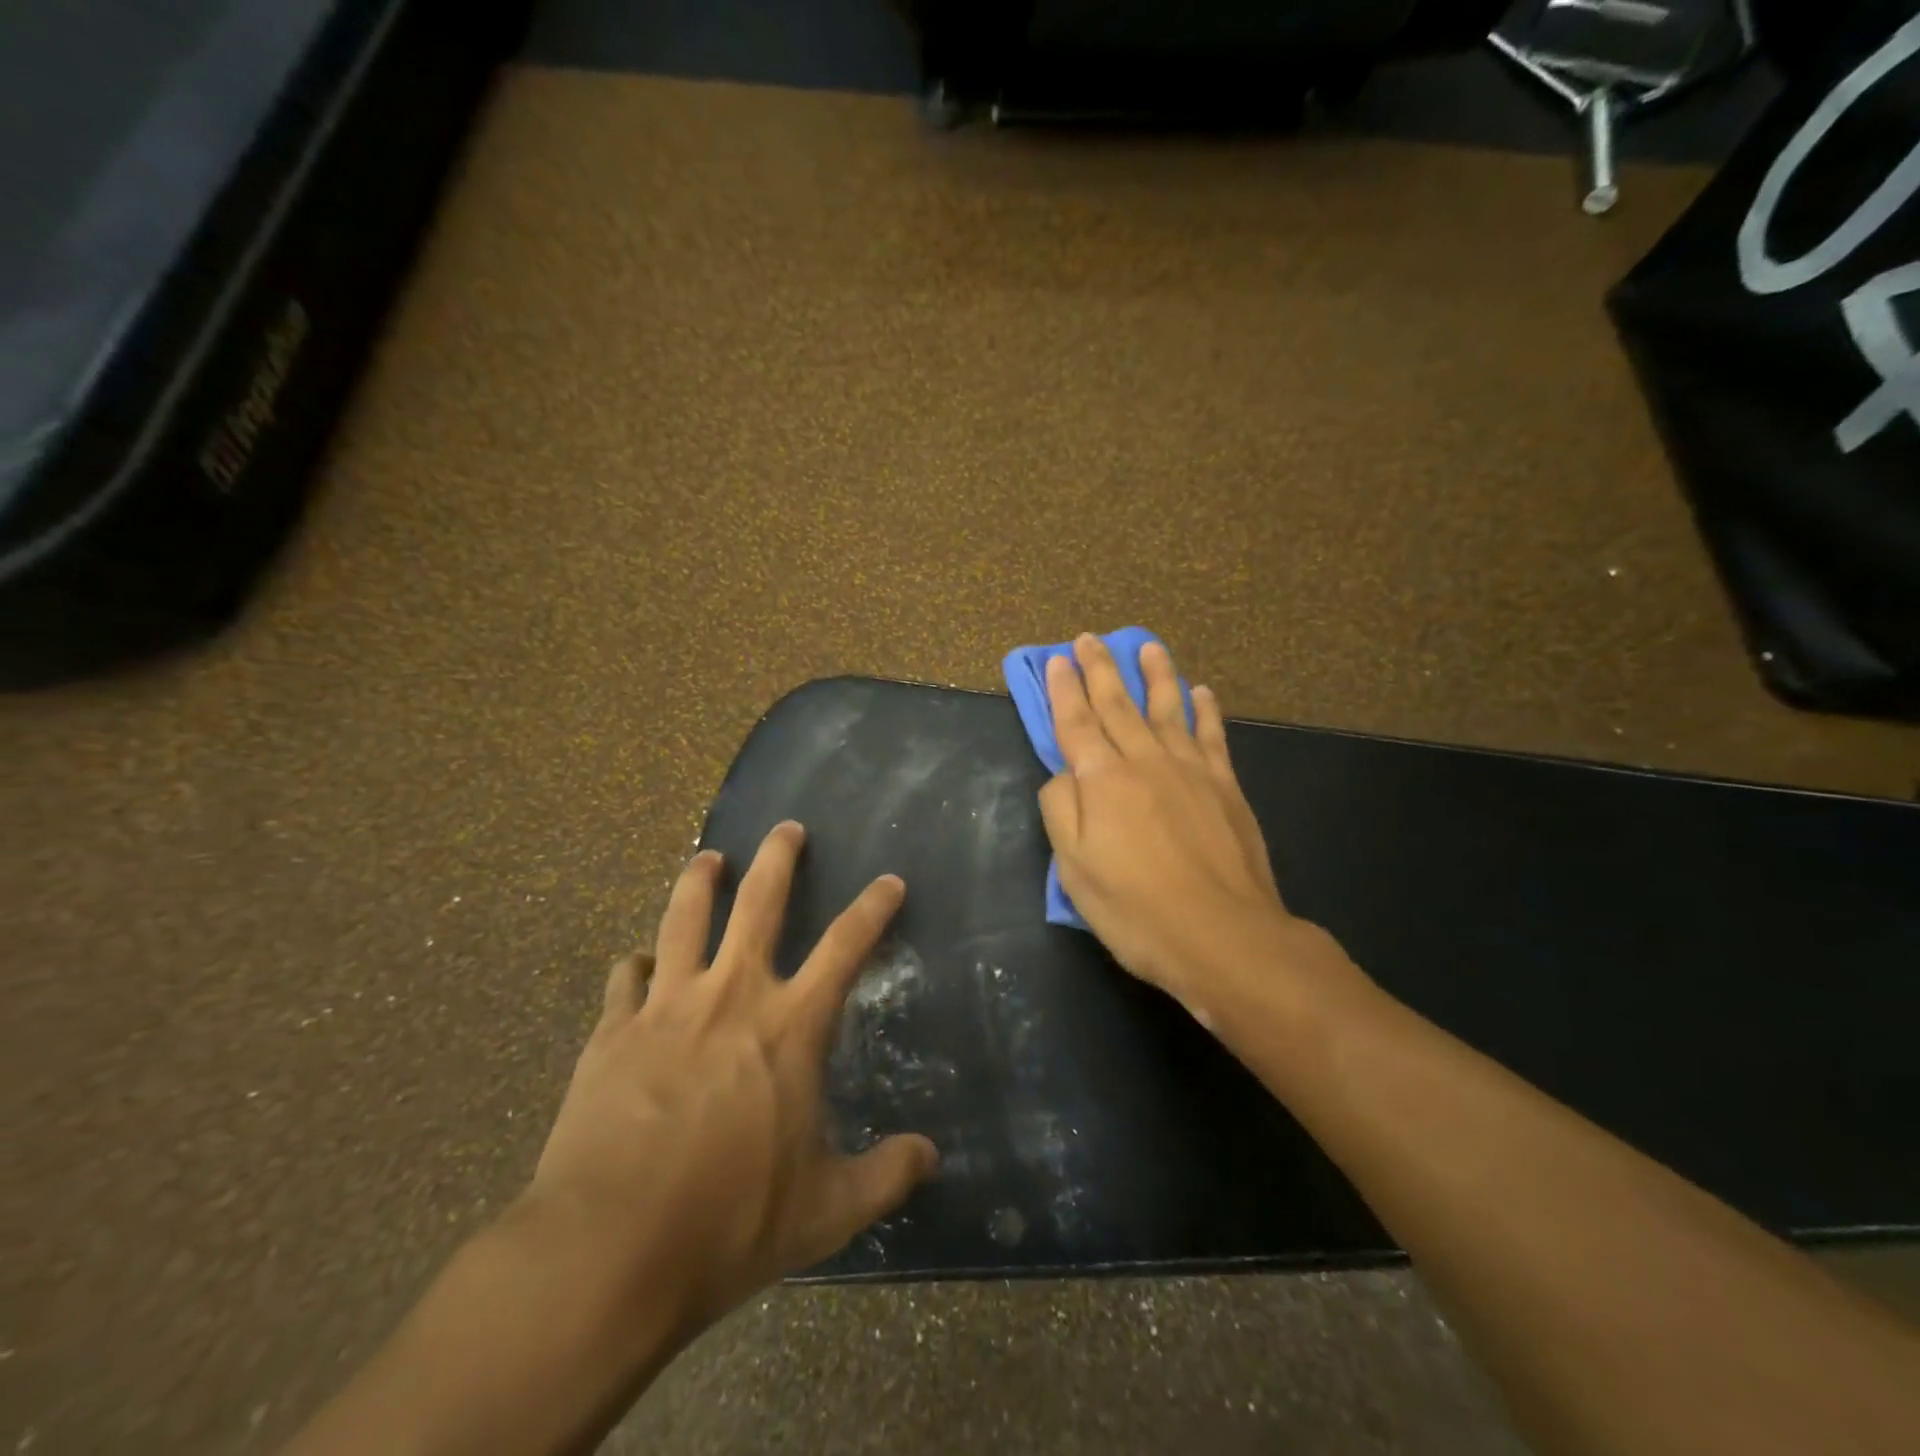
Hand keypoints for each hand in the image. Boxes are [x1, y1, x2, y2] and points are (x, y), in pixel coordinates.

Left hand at [524, 822, 936, 1338]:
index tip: (889, 881)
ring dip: (699, 881)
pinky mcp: (612, 1031)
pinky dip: (637, 964)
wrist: (608, 1251)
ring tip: (707, 858)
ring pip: (684, 918)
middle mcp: (732, 995)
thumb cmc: (729, 1223)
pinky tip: (639, 963)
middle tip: (786, 827)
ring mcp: (667, 1006)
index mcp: (790, 1025)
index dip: (873, 907)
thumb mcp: (826, 1211)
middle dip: (778, 857)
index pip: (847, 945)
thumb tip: (930, 1157)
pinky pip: (627, 977)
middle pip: (759, 901)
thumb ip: (885, 1175)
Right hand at [1038, 634, 1333, 1020]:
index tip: (1056, 660)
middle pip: (1117, 705)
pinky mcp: (1225, 786)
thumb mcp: (1074, 869)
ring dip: (1155, 674)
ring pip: (1167, 708)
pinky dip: (1204, 711)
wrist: (1223, 935)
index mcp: (1102, 780)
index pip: (1076, 723)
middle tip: (1089, 639)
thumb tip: (1063, 774)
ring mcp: (1190, 770)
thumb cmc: (1136, 909)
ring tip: (1146, 646)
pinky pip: (1212, 736)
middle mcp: (1144, 761)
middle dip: (1099, 669)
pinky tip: (1201, 693)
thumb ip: (1061, 811)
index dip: (1063, 690)